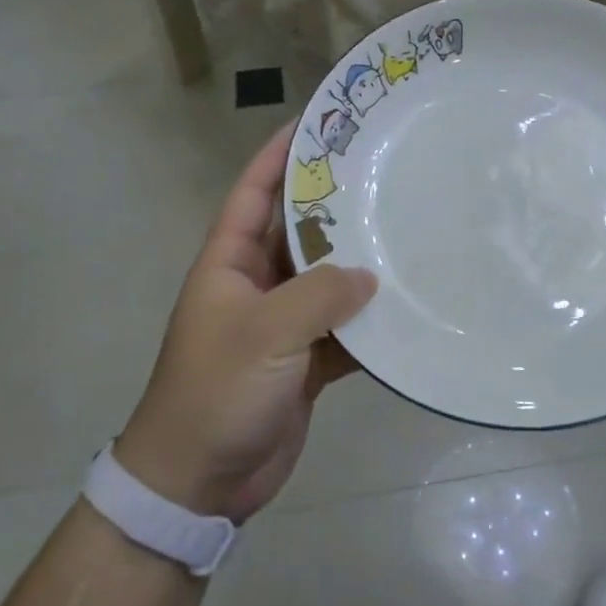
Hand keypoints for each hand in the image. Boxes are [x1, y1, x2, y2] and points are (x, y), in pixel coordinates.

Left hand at [114, 126, 375, 523]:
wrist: (198, 482)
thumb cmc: (217, 392)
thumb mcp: (264, 333)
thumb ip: (319, 296)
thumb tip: (368, 274)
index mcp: (229, 264)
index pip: (253, 193)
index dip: (279, 155)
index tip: (316, 123)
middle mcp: (256, 286)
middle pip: (298, 231)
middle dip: (333, 204)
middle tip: (381, 172)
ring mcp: (282, 325)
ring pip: (326, 280)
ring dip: (359, 264)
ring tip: (406, 230)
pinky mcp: (305, 361)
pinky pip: (343, 329)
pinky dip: (369, 323)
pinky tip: (406, 307)